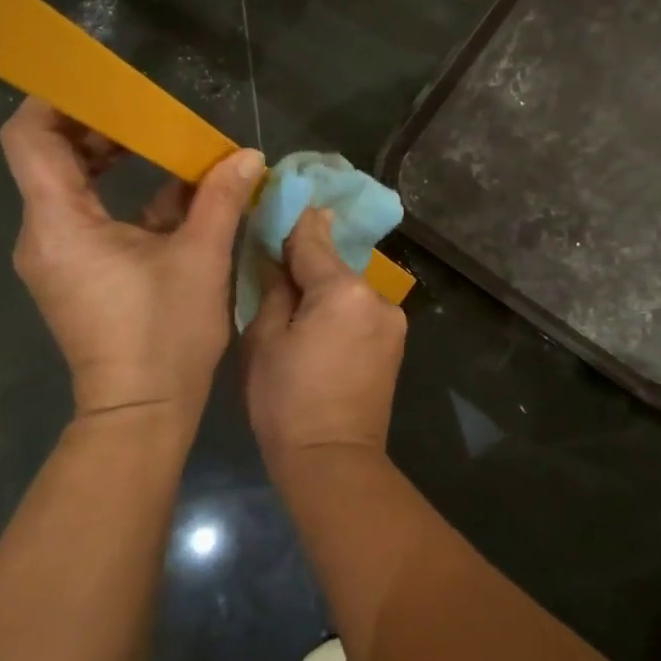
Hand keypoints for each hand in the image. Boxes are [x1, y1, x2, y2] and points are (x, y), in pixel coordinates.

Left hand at [0, 98, 261, 425]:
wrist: (142, 412)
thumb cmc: (164, 333)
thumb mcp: (201, 258)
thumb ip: (220, 198)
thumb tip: (246, 155)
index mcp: (59, 222)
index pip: (29, 137)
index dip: (56, 100)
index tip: (102, 84)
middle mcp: (44, 234)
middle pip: (51, 156)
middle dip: (99, 128)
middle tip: (150, 114)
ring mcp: (59, 256)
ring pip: (73, 187)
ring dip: (115, 162)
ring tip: (168, 147)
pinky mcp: (77, 274)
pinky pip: (91, 218)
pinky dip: (125, 198)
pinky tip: (177, 195)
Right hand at [242, 207, 406, 471]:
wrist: (333, 461)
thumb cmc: (286, 402)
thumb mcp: (264, 340)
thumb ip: (274, 287)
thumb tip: (276, 253)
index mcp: (343, 290)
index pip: (312, 239)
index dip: (291, 219)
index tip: (275, 198)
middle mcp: (376, 295)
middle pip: (333, 262)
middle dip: (305, 257)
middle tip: (273, 255)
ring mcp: (392, 319)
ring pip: (348, 286)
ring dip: (323, 284)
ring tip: (292, 297)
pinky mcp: (395, 341)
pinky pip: (361, 309)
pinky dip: (340, 306)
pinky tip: (318, 322)